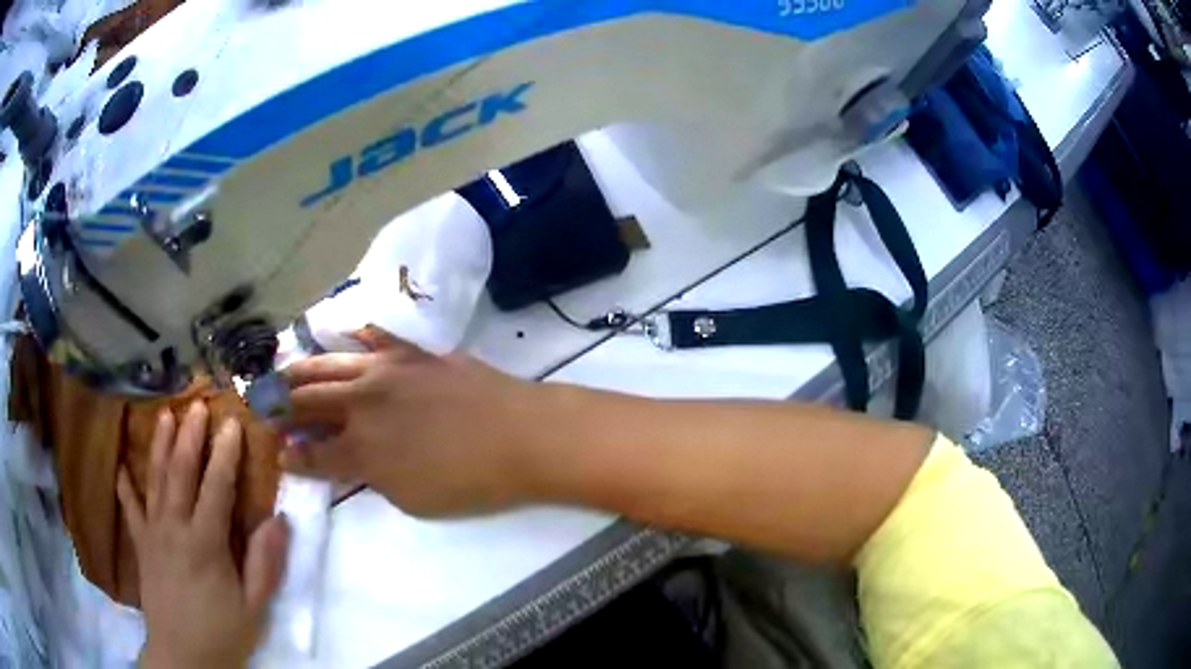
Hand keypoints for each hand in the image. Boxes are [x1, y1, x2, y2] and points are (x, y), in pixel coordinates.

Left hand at [117, 402, 289, 668]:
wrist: (183, 657)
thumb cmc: (223, 633)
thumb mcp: (255, 608)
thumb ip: (265, 564)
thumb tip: (279, 519)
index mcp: (206, 543)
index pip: (216, 487)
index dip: (225, 454)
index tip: (233, 423)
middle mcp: (175, 528)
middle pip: (180, 473)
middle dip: (189, 436)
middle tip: (196, 404)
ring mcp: (153, 534)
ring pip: (155, 480)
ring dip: (159, 446)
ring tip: (163, 414)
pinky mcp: (142, 545)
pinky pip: (130, 509)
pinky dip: (125, 486)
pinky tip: (122, 466)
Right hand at [280, 327, 552, 515]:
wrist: (521, 435)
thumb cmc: (470, 482)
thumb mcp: (414, 500)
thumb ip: (375, 478)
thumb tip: (353, 461)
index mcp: (361, 451)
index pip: (314, 454)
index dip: (292, 456)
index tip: (278, 453)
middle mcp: (362, 405)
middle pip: (309, 401)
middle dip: (281, 405)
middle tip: (262, 404)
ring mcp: (386, 372)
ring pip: (330, 365)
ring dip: (301, 369)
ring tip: (282, 370)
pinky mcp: (413, 353)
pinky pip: (375, 337)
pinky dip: (354, 336)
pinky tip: (339, 333)